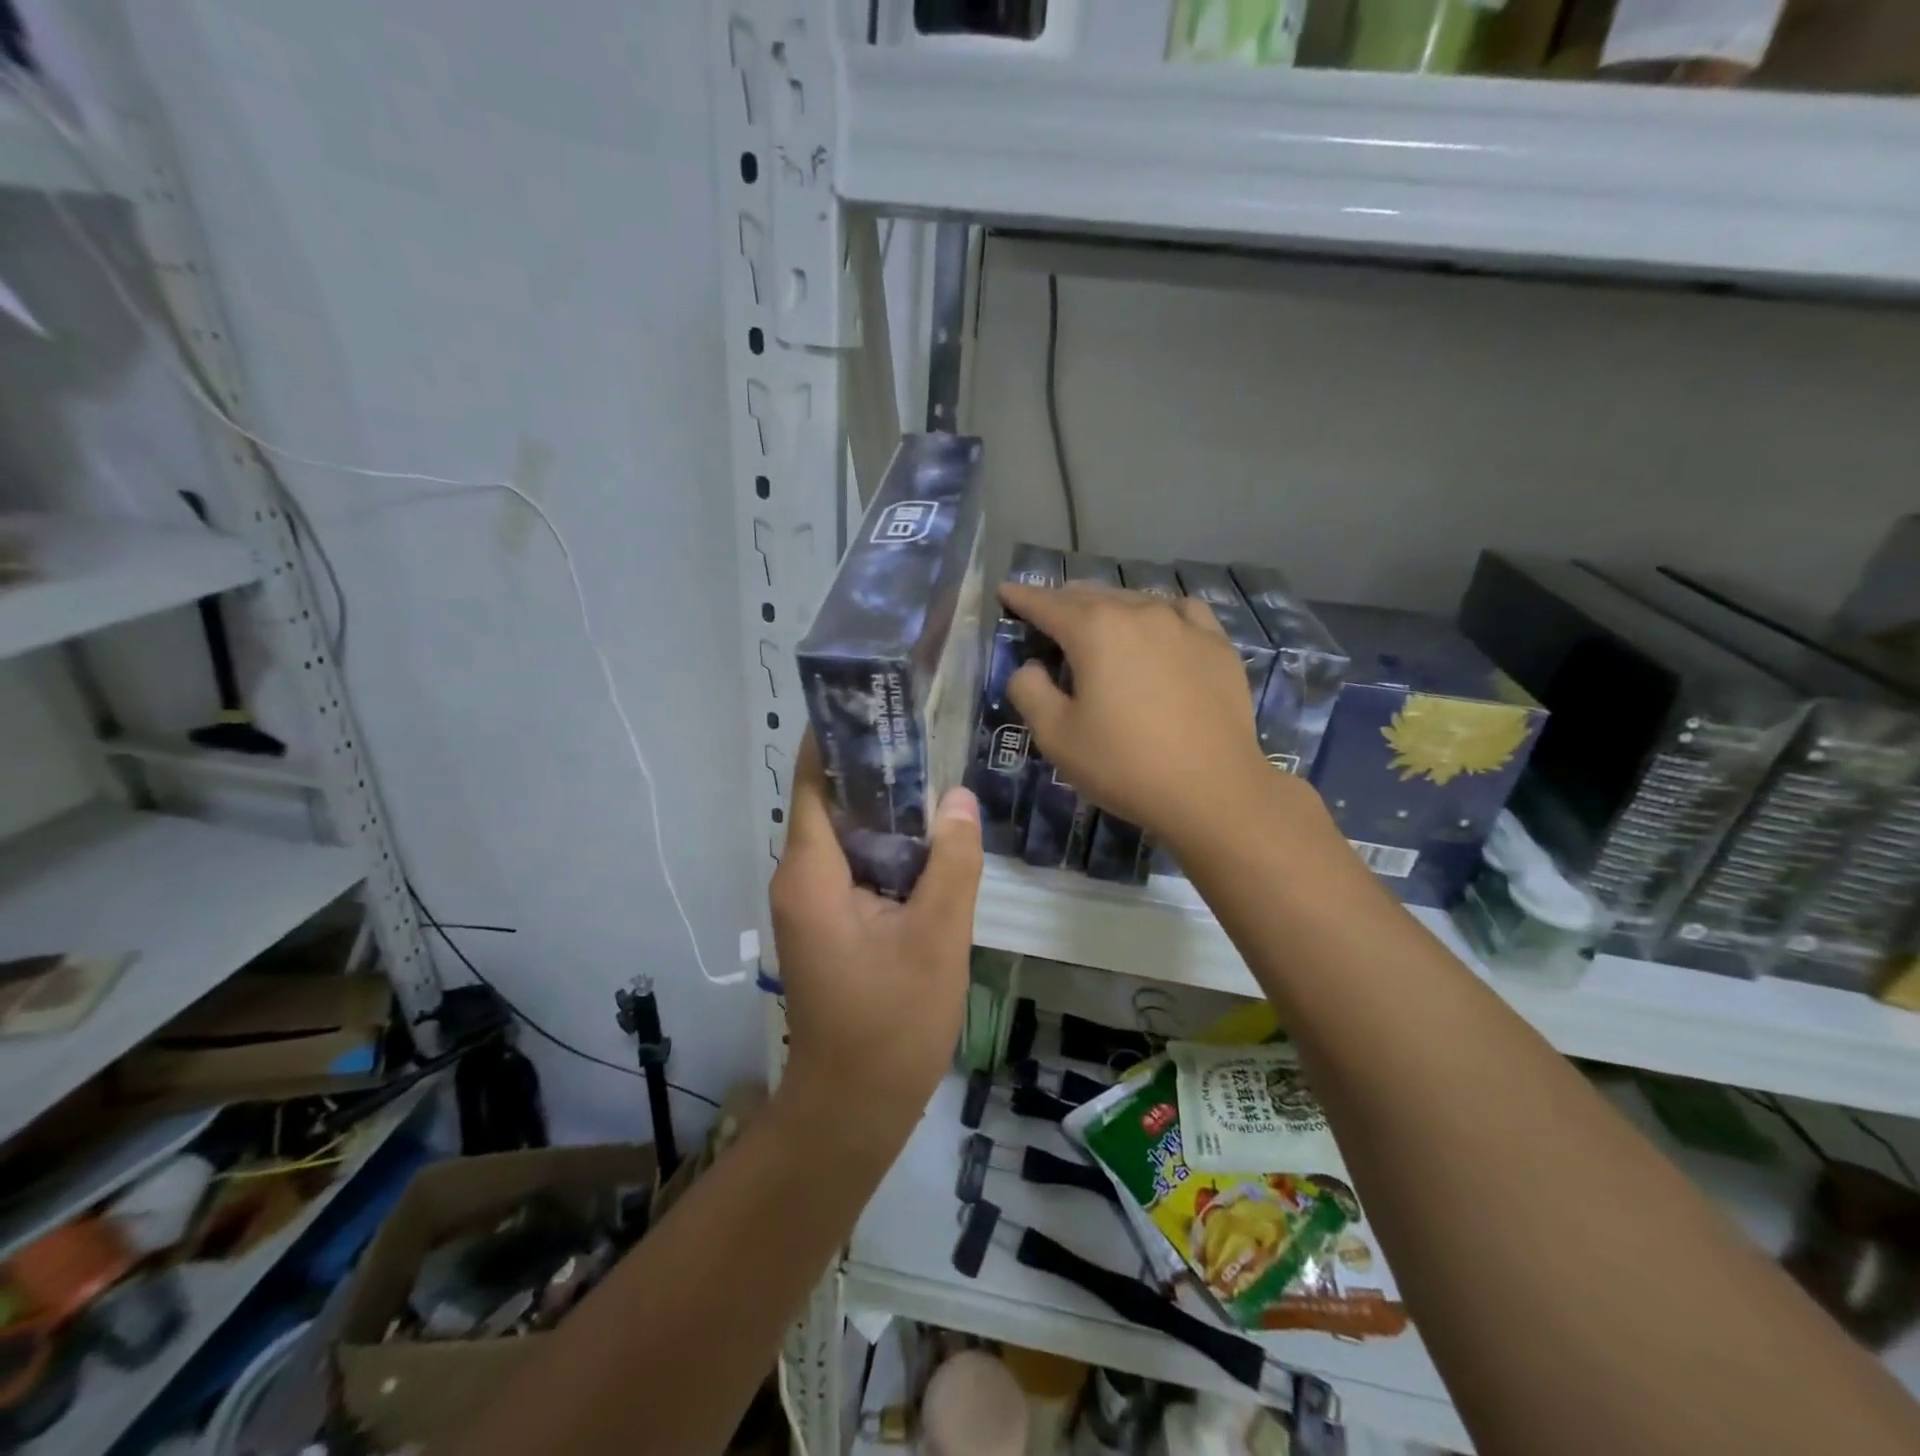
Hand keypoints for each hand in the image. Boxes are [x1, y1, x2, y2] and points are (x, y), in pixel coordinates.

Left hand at [768, 737, 981, 1156]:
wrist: (854, 1108)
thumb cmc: (891, 1025)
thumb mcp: (936, 939)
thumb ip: (951, 864)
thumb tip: (959, 797)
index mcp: (812, 873)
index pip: (814, 781)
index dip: (839, 736)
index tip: (878, 698)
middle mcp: (800, 878)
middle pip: (832, 802)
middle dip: (875, 766)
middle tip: (929, 729)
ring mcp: (813, 903)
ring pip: (849, 835)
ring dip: (887, 808)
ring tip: (938, 769)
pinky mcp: (831, 922)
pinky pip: (857, 865)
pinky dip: (889, 845)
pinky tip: (932, 837)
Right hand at [1002, 581, 1275, 852]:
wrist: (1212, 790)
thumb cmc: (1124, 764)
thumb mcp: (1056, 736)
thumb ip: (1029, 691)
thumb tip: (1031, 667)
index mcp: (1095, 630)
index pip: (1047, 604)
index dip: (1022, 598)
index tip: (1006, 591)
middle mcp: (1139, 612)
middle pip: (1091, 596)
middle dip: (1063, 602)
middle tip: (1046, 616)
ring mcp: (1184, 624)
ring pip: (1135, 599)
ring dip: (1108, 608)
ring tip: (1098, 625)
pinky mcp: (1217, 644)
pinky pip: (1180, 611)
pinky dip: (1158, 613)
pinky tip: (1159, 629)